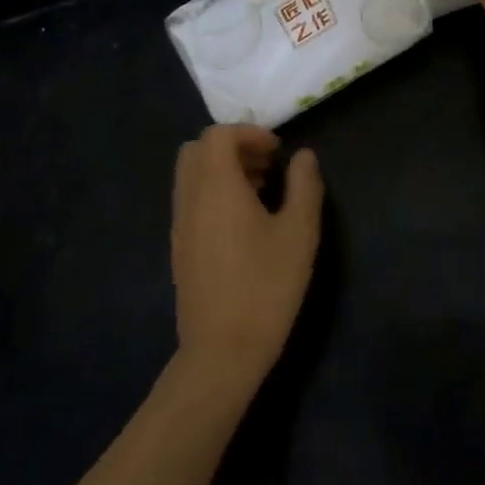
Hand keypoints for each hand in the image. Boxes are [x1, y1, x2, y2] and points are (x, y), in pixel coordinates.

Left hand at [169, 125, 323, 395]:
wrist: (222, 350)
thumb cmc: (266, 286)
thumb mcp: (299, 233)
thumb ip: (304, 186)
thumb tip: (304, 156)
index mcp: (216, 186)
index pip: (218, 135)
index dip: (249, 133)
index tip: (278, 151)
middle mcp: (190, 197)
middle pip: (198, 150)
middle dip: (233, 147)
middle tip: (267, 166)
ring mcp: (179, 224)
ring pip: (192, 176)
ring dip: (223, 170)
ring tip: (261, 192)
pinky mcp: (179, 247)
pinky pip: (190, 200)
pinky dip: (213, 193)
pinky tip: (244, 223)